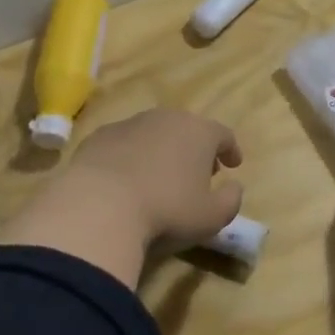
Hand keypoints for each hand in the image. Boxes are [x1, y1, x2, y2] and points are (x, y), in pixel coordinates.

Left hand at [67, 108, 244, 240]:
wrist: (99, 205)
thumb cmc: (166, 210)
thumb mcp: (212, 217)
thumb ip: (231, 200)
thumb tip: (234, 187)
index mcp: (199, 132)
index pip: (223, 134)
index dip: (230, 150)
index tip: (233, 165)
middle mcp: (166, 118)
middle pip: (188, 128)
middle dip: (196, 148)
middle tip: (198, 172)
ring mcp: (130, 124)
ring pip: (154, 133)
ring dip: (162, 150)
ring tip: (161, 176)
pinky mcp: (100, 136)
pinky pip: (125, 143)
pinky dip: (132, 156)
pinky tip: (127, 179)